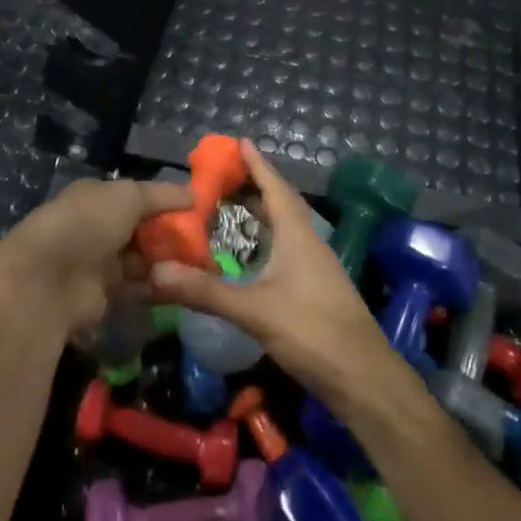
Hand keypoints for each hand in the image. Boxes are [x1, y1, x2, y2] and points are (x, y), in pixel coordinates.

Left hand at [0, 177, 192, 335]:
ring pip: (144, 258)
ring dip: (170, 261)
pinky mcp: (105, 295)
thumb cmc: (88, 223)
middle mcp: (98, 227)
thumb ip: (162, 195)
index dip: (168, 203)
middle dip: (173, 235)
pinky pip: (140, 286)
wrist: (47, 280)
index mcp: (98, 196)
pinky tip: (187, 285)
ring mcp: (100, 262)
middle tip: (208, 243)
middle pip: (144, 229)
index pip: (139, 197)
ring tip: (206, 266)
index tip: (200, 211)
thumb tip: (195, 194)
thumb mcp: (128, 196)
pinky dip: (161, 284)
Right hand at [147, 140, 402, 402]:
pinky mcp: (317, 288)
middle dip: (255, 185)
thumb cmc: (313, 332)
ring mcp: (316, 267)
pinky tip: (252, 255)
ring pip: (286, 227)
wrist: (364, 379)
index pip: (275, 187)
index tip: (240, 141)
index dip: (257, 164)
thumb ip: (206, 291)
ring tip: (232, 207)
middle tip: (224, 175)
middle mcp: (309, 243)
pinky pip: (288, 248)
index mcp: (298, 235)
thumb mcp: (255, 310)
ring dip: (262, 213)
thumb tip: (156, 272)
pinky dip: (267, 240)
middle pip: (282, 203)